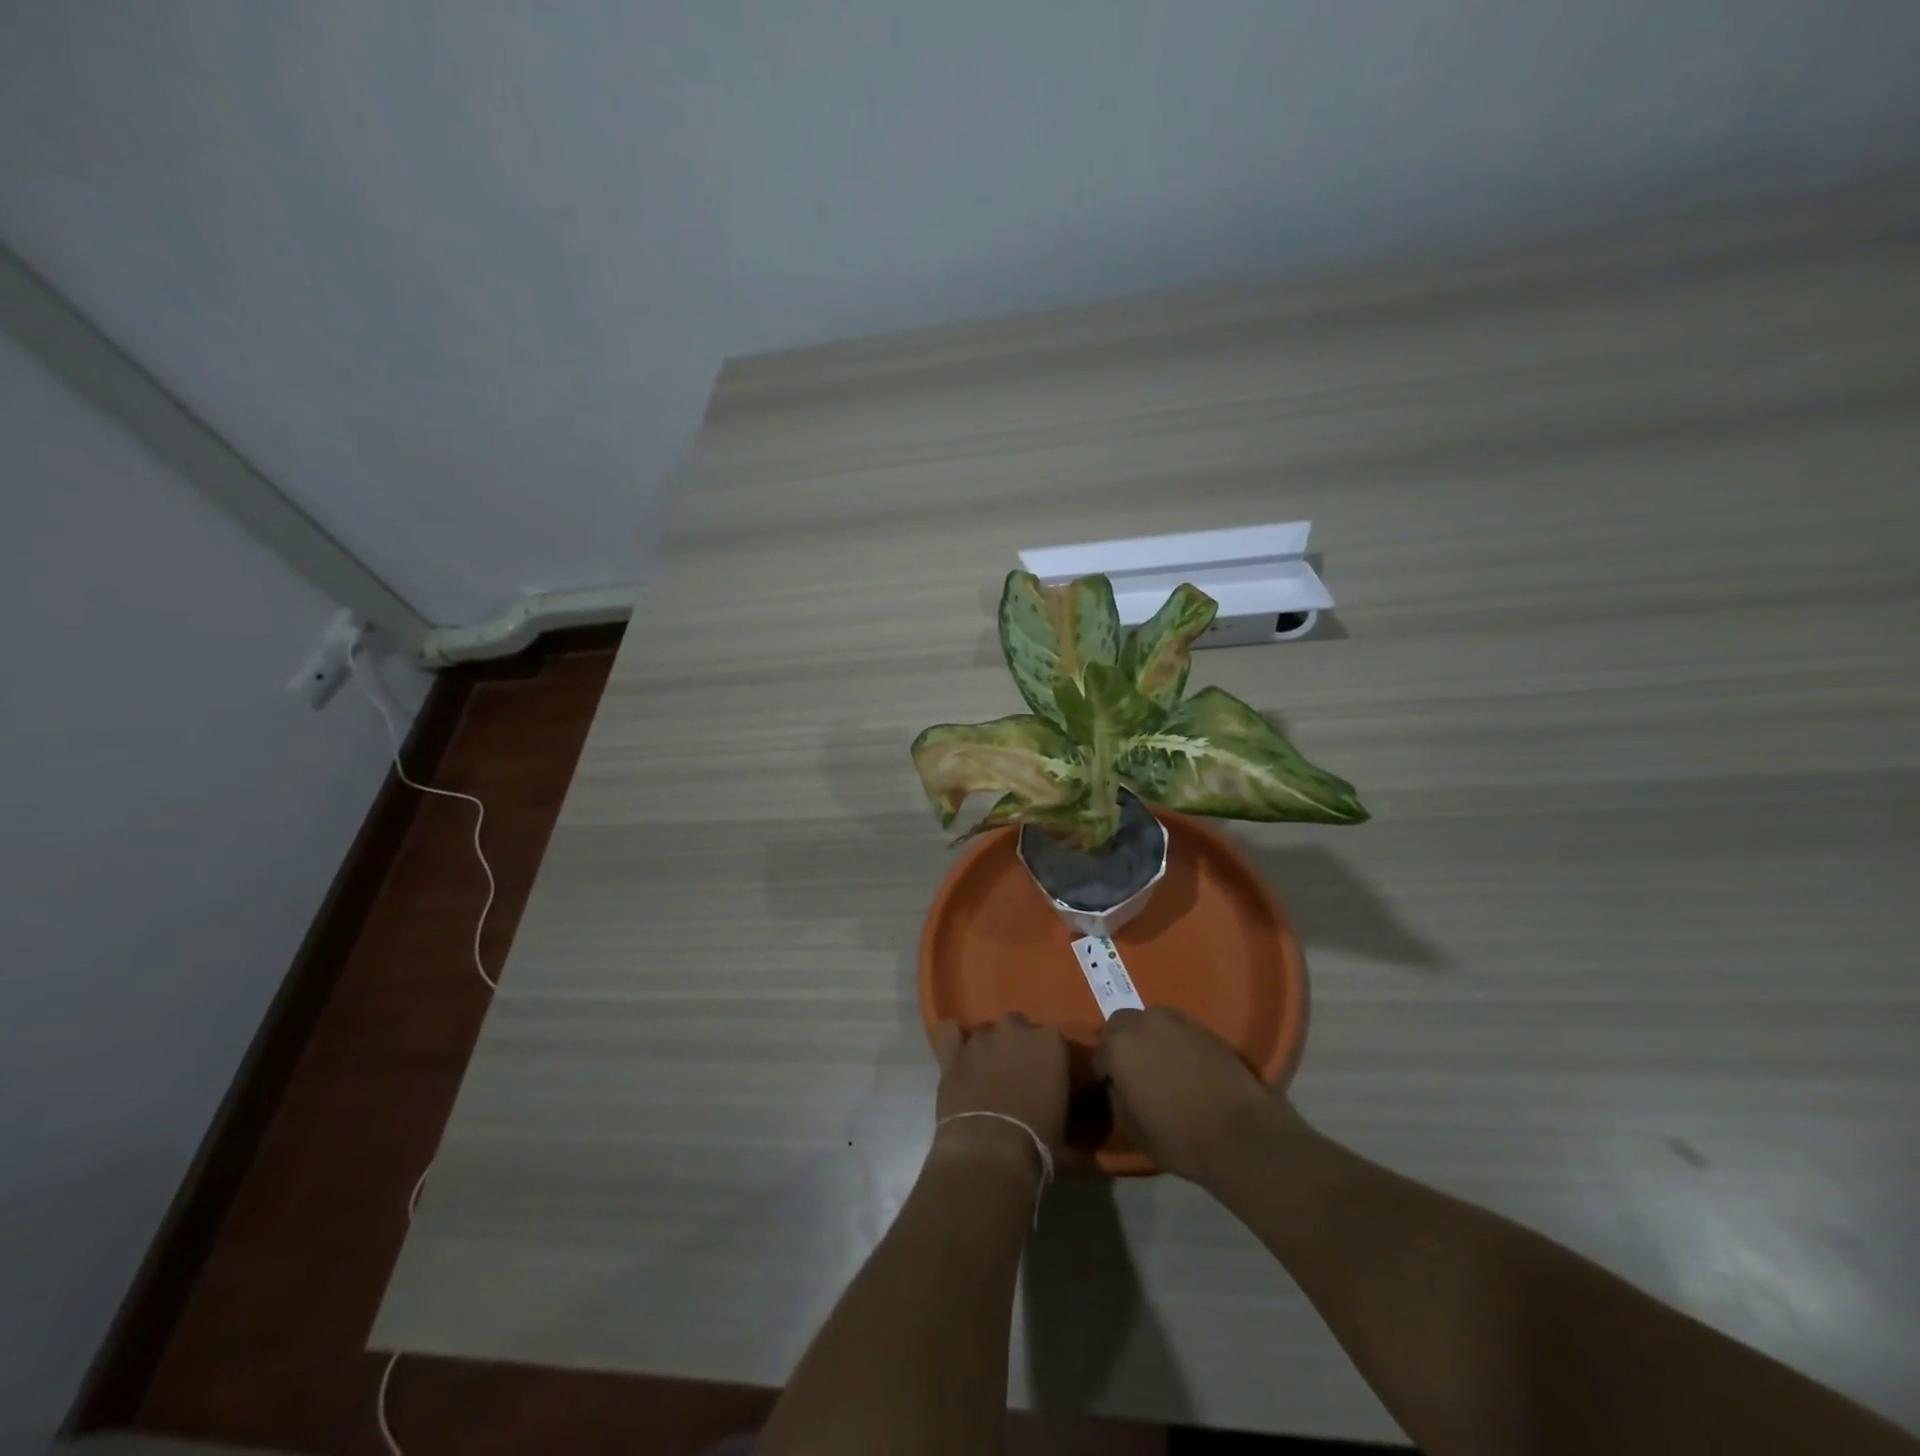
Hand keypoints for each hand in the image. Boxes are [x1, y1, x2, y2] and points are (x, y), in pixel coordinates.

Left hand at [931, 1016, 1068, 1169]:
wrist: (991, 1151)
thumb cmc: (1037, 1140)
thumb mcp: (1062, 1115)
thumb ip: (1055, 1089)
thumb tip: (1046, 1094)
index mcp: (1049, 1040)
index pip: (1051, 1039)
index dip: (1046, 1059)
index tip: (1044, 1078)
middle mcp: (1015, 1028)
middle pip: (1017, 1028)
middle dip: (1016, 1046)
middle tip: (1015, 1077)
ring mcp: (981, 1037)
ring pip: (986, 1032)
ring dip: (988, 1049)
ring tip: (985, 1076)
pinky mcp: (953, 1052)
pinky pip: (950, 1033)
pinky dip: (954, 1041)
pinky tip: (957, 1054)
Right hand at [1096, 1006, 1298, 1186]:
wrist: (1240, 1133)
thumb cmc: (1179, 1137)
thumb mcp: (1132, 1129)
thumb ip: (1117, 1099)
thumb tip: (1117, 1086)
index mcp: (1119, 1047)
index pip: (1099, 1053)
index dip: (1103, 1071)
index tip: (1110, 1087)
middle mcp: (1143, 1023)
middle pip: (1120, 1024)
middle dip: (1121, 1042)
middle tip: (1131, 1069)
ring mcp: (1176, 1021)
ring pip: (1150, 1019)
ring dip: (1147, 1035)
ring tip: (1158, 1061)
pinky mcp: (1204, 1028)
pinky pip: (1177, 1027)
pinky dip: (1173, 1039)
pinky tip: (1184, 1063)